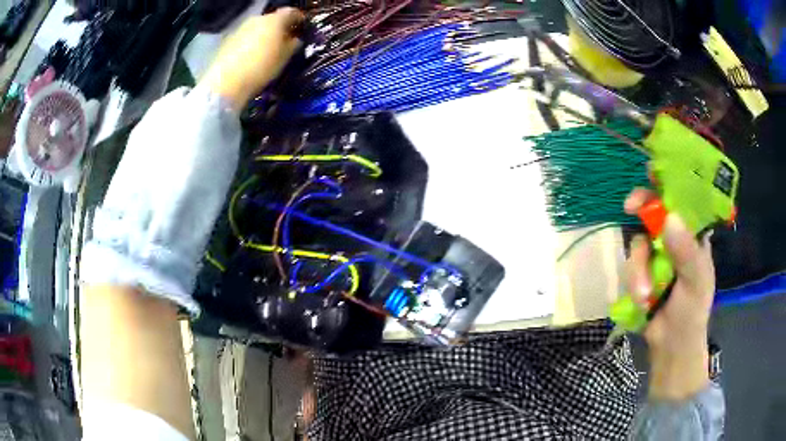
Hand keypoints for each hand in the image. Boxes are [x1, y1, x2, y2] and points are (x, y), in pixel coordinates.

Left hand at [201, 8, 304, 111]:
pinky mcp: (227, 40)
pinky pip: (245, 37)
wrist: (225, 83)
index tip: (302, 27)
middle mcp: (257, 19)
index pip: (291, 12)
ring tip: (266, 49)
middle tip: (283, 40)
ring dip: (263, 35)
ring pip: (257, 28)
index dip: (298, 18)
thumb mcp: (284, 58)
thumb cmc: (261, 68)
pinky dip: (250, 43)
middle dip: (279, 28)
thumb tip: (294, 39)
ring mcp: (240, 28)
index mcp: (274, 20)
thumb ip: (292, 45)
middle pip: (272, 19)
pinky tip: (250, 56)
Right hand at [625, 188, 713, 399]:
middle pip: (654, 209)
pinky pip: (631, 264)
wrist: (671, 345)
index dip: (669, 181)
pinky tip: (642, 298)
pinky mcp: (641, 270)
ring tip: (646, 295)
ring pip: (638, 240)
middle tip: (630, 207)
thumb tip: (668, 218)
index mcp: (693, 233)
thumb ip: (685, 252)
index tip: (652, 172)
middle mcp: (674, 236)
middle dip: (641, 207)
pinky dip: (634, 280)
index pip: (683, 198)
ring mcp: (656, 253)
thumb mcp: (695, 282)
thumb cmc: (692, 311)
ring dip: (638, 268)